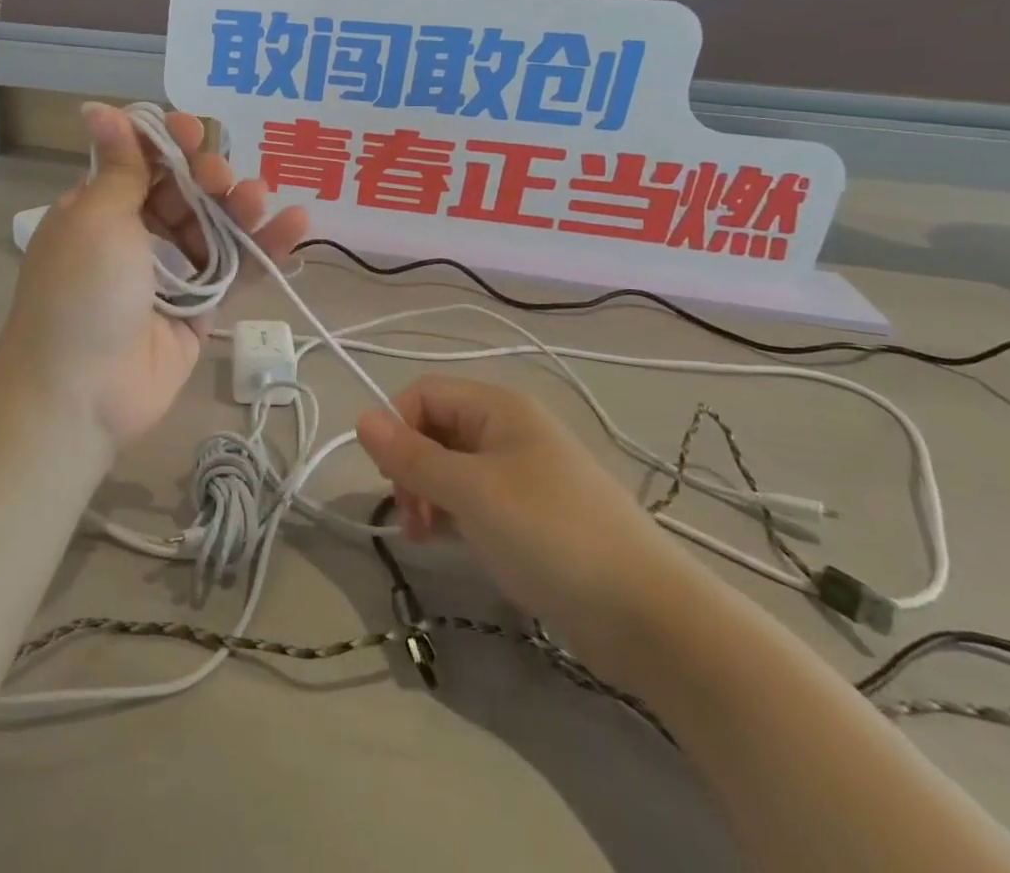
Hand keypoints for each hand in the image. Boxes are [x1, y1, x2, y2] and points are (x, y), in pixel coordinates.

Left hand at [0, 104, 307, 448]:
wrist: (82, 391)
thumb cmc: (82, 290)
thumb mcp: (98, 217)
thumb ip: (120, 166)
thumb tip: (99, 108)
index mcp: (99, 209)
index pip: (140, 162)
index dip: (168, 144)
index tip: (192, 132)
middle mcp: (134, 237)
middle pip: (183, 193)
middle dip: (207, 177)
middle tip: (222, 179)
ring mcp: (169, 274)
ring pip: (214, 229)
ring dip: (239, 209)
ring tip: (259, 198)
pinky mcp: (199, 310)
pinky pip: (235, 272)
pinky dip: (264, 249)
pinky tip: (296, 224)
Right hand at [356, 377, 692, 670]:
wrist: (648, 615)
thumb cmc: (550, 534)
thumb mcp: (471, 492)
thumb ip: (412, 456)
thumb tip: (360, 418)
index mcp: (499, 407)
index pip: (424, 394)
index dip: (397, 427)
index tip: (391, 479)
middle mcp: (510, 430)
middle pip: (437, 428)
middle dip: (412, 467)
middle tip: (412, 516)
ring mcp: (525, 473)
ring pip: (454, 467)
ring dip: (430, 494)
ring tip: (426, 536)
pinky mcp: (534, 514)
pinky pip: (477, 498)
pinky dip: (456, 515)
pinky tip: (452, 544)